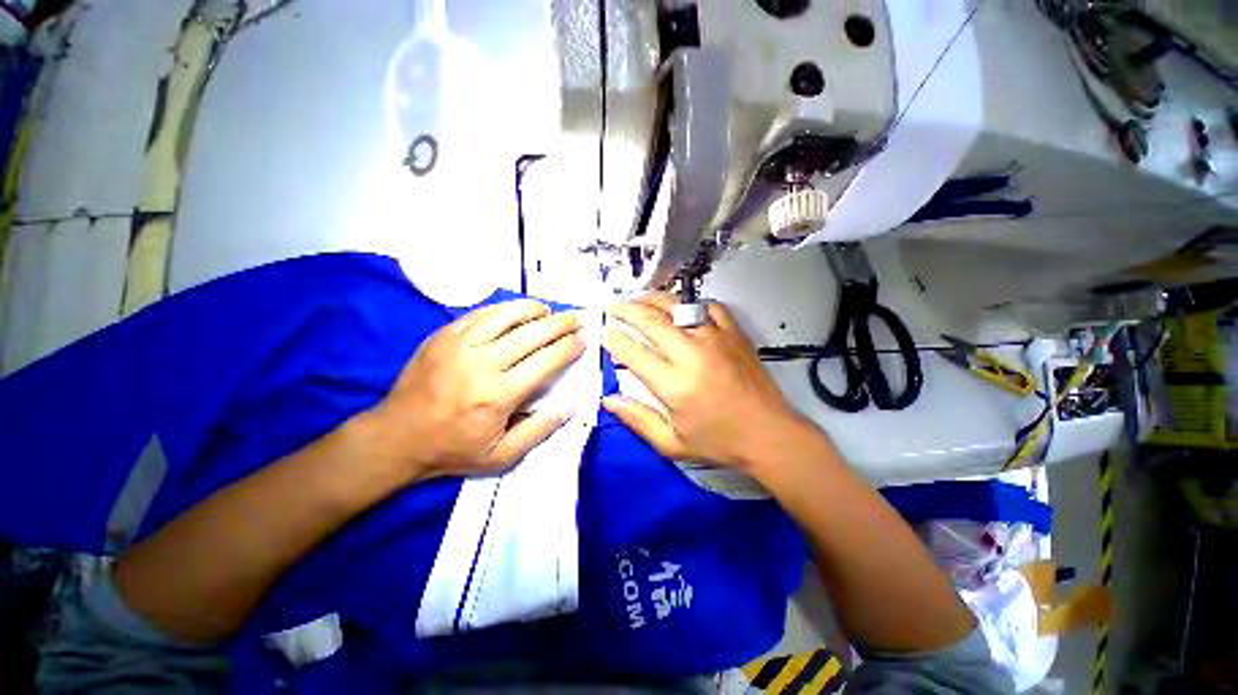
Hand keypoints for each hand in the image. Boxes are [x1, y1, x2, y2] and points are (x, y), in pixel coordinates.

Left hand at [362, 299, 584, 479]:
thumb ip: (540, 430)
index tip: (584, 339)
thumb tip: (570, 405)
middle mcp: (482, 363)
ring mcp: (459, 344)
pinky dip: (505, 309)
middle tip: (577, 318)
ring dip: (533, 309)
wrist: (395, 438)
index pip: (546, 361)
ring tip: (548, 311)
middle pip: (532, 333)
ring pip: (506, 315)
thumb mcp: (501, 456)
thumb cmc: (453, 449)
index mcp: (499, 394)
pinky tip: (516, 311)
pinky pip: (481, 313)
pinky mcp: (443, 335)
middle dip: (561, 323)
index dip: (569, 347)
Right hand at [603, 293, 811, 471]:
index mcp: (675, 384)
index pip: (633, 353)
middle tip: (612, 307)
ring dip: (652, 299)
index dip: (614, 340)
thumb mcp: (672, 443)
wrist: (769, 434)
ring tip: (637, 297)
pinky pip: (709, 306)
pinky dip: (691, 303)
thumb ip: (638, 420)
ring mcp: (715, 338)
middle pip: (650, 321)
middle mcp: (692, 354)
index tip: (604, 332)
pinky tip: (681, 307)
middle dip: (625, 310)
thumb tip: (608, 400)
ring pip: (676, 307)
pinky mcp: (734, 333)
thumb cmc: (719, 442)